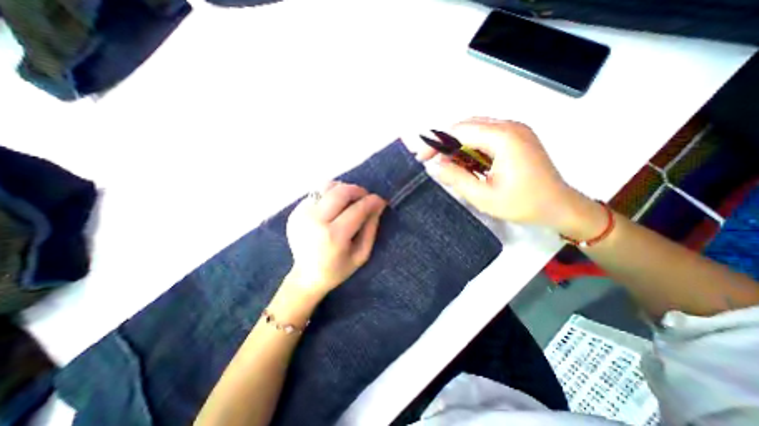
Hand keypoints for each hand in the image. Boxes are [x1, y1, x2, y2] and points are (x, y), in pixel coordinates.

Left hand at [289, 182, 386, 297]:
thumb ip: (371, 228)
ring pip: (326, 187)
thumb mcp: (361, 254)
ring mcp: (302, 214)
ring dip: (342, 190)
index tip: (380, 200)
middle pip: (340, 191)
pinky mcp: (295, 212)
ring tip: (349, 201)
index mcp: (333, 236)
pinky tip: (333, 208)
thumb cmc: (338, 269)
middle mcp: (315, 221)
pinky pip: (317, 194)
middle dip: (358, 190)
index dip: (372, 201)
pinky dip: (329, 196)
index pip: (357, 209)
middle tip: (365, 197)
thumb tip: (378, 205)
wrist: (306, 277)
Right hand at [418, 117, 582, 230]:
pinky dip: (470, 147)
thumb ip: (456, 178)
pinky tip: (466, 163)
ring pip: (475, 129)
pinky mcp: (516, 137)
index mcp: (503, 138)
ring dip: (457, 145)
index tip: (422, 157)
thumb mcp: (483, 196)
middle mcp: (510, 126)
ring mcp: (515, 130)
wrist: (561, 207)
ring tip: (448, 164)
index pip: (459, 130)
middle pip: (466, 126)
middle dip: (445, 142)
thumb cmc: (523, 204)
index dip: (436, 142)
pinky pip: (485, 136)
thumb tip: (434, 166)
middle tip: (432, 161)